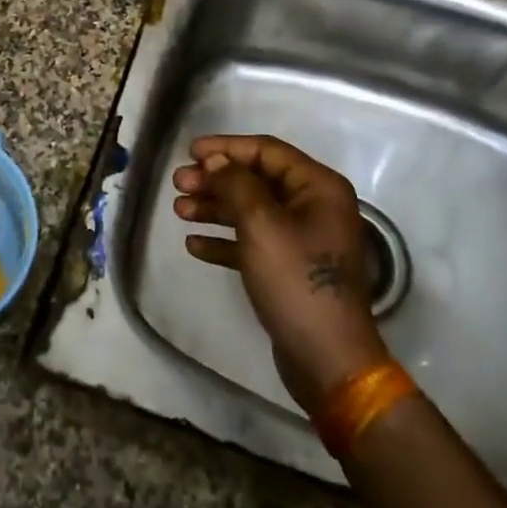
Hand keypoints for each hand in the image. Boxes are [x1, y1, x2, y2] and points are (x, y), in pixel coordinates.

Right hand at [173, 135, 389, 414]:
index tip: (189, 151)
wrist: (328, 359)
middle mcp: (314, 207)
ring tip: (179, 211)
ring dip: (215, 208)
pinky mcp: (289, 269)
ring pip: (251, 211)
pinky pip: (252, 243)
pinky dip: (225, 241)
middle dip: (215, 180)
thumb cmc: (296, 281)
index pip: (267, 151)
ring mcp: (303, 239)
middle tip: (178, 185)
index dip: (226, 147)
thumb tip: (215, 161)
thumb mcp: (261, 225)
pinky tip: (195, 245)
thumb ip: (235, 184)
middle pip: (256, 180)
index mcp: (319, 188)